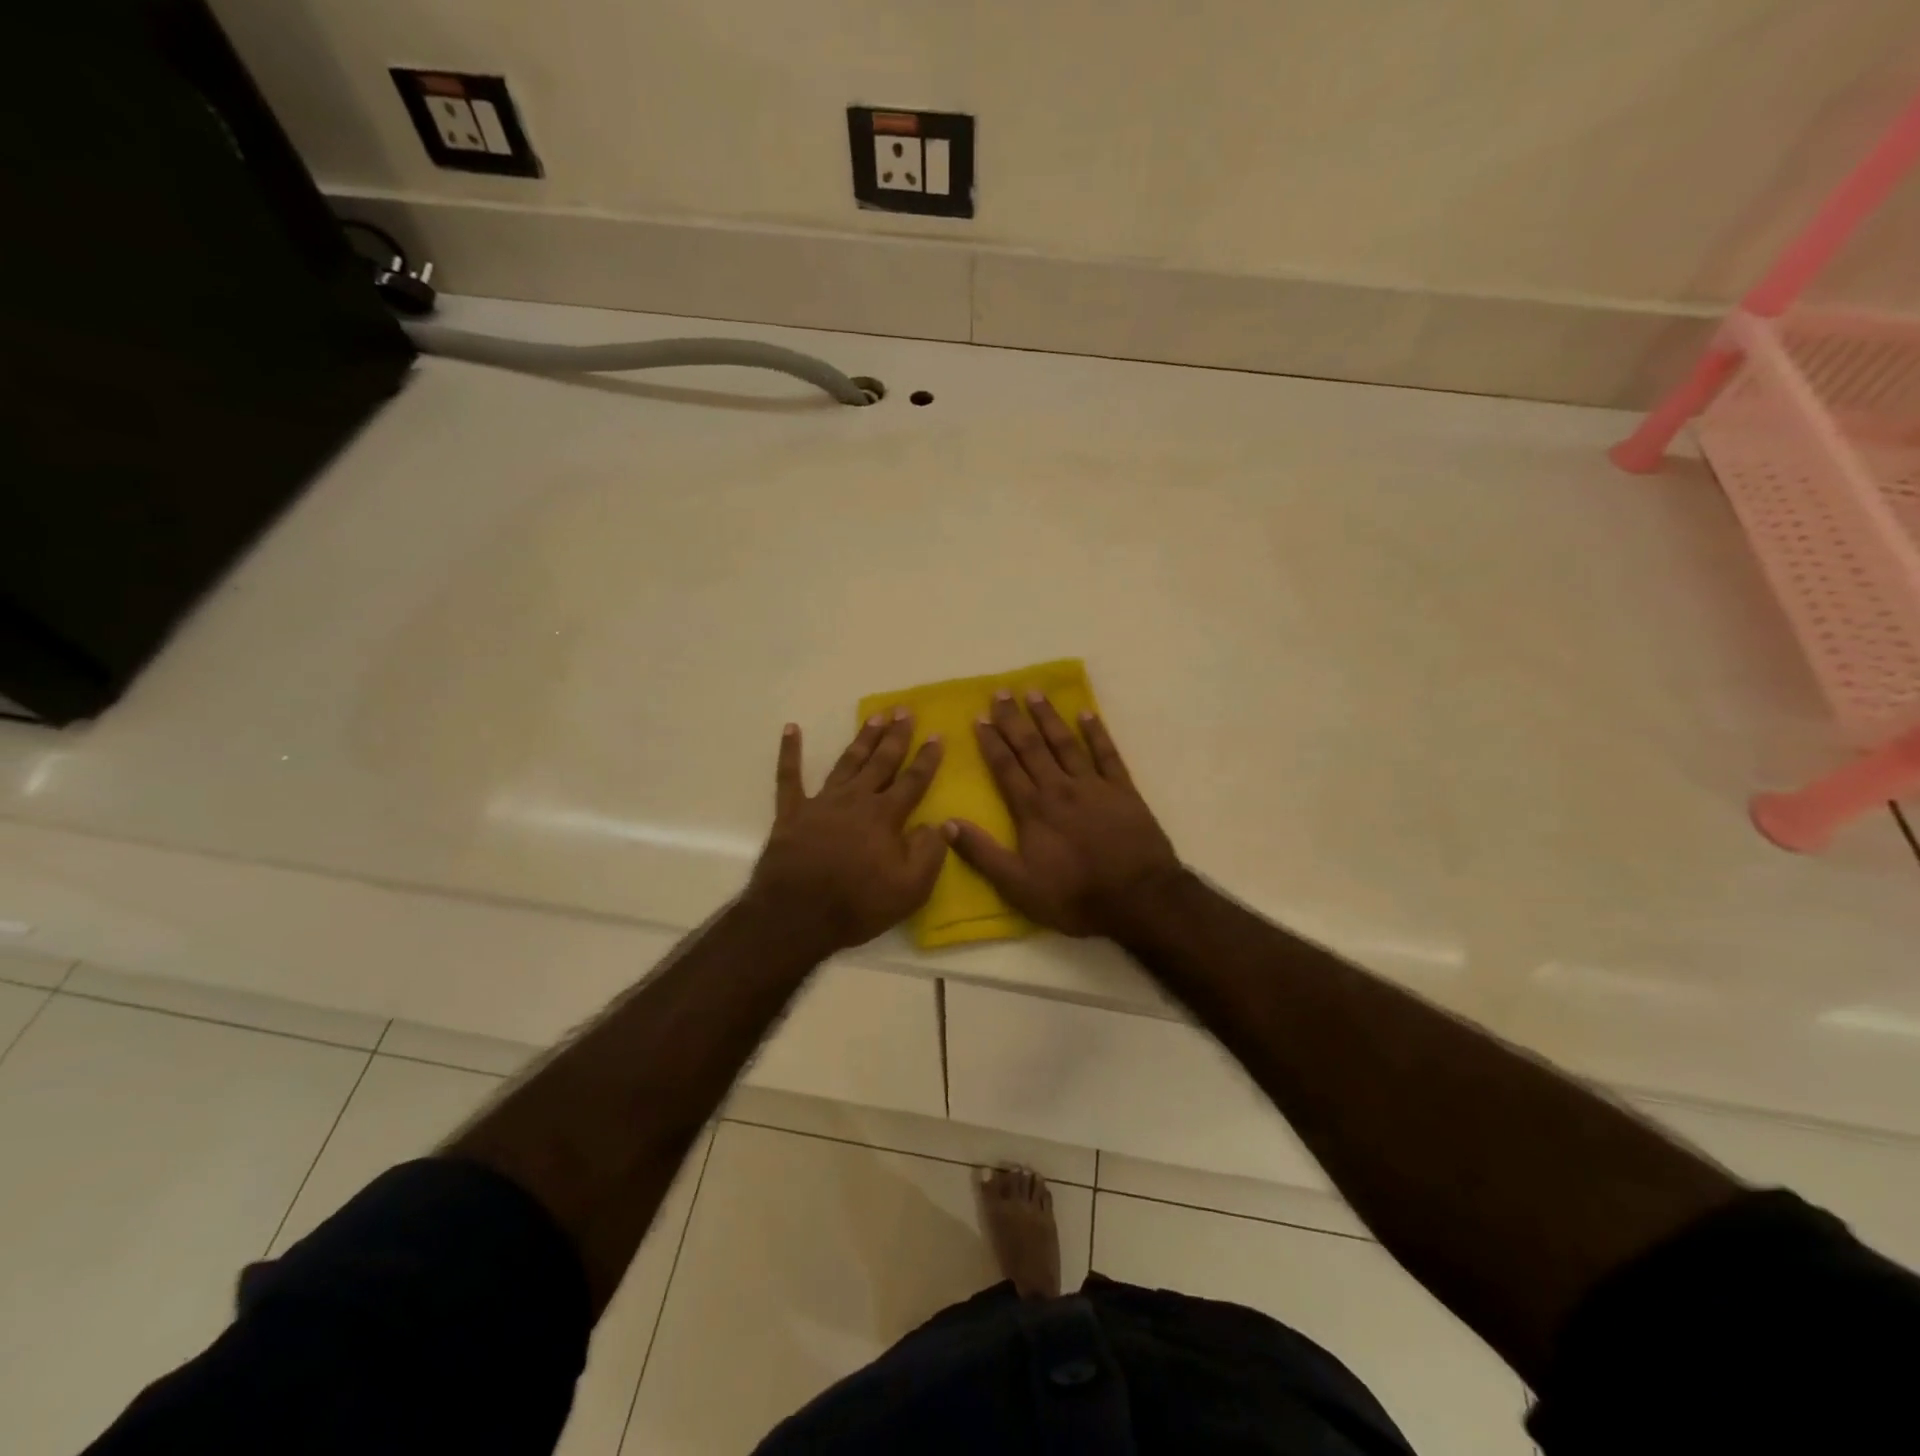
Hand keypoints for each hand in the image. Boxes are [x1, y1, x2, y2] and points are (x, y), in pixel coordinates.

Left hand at [746, 712, 947, 953]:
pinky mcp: (792, 812)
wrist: (796, 915)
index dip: (927, 759)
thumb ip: (930, 853)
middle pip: (881, 762)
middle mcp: (856, 799)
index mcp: (885, 816)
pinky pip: (789, 776)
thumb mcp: (910, 889)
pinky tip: (791, 729)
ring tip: (875, 717)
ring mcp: (822, 802)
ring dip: (862, 739)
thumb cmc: (858, 904)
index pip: (913, 781)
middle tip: (904, 710)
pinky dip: (790, 752)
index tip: (937, 735)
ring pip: (847, 762)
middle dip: (895, 736)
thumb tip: (939, 824)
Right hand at [945, 692, 1180, 937]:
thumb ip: (982, 853)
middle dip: (1014, 719)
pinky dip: (1097, 732)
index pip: (1006, 767)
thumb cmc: (1074, 896)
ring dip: (1048, 717)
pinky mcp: (1123, 790)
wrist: (1138, 899)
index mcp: (1033, 810)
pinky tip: (1087, 713)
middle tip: (1001, 692)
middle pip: (1032, 747)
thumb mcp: (1018, 885)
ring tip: (1034, 692)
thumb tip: (946, 824)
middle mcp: (1060, 788)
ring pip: (1066, 743)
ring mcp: (1094, 786)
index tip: (979, 717)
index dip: (991, 742)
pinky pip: (1107, 754)